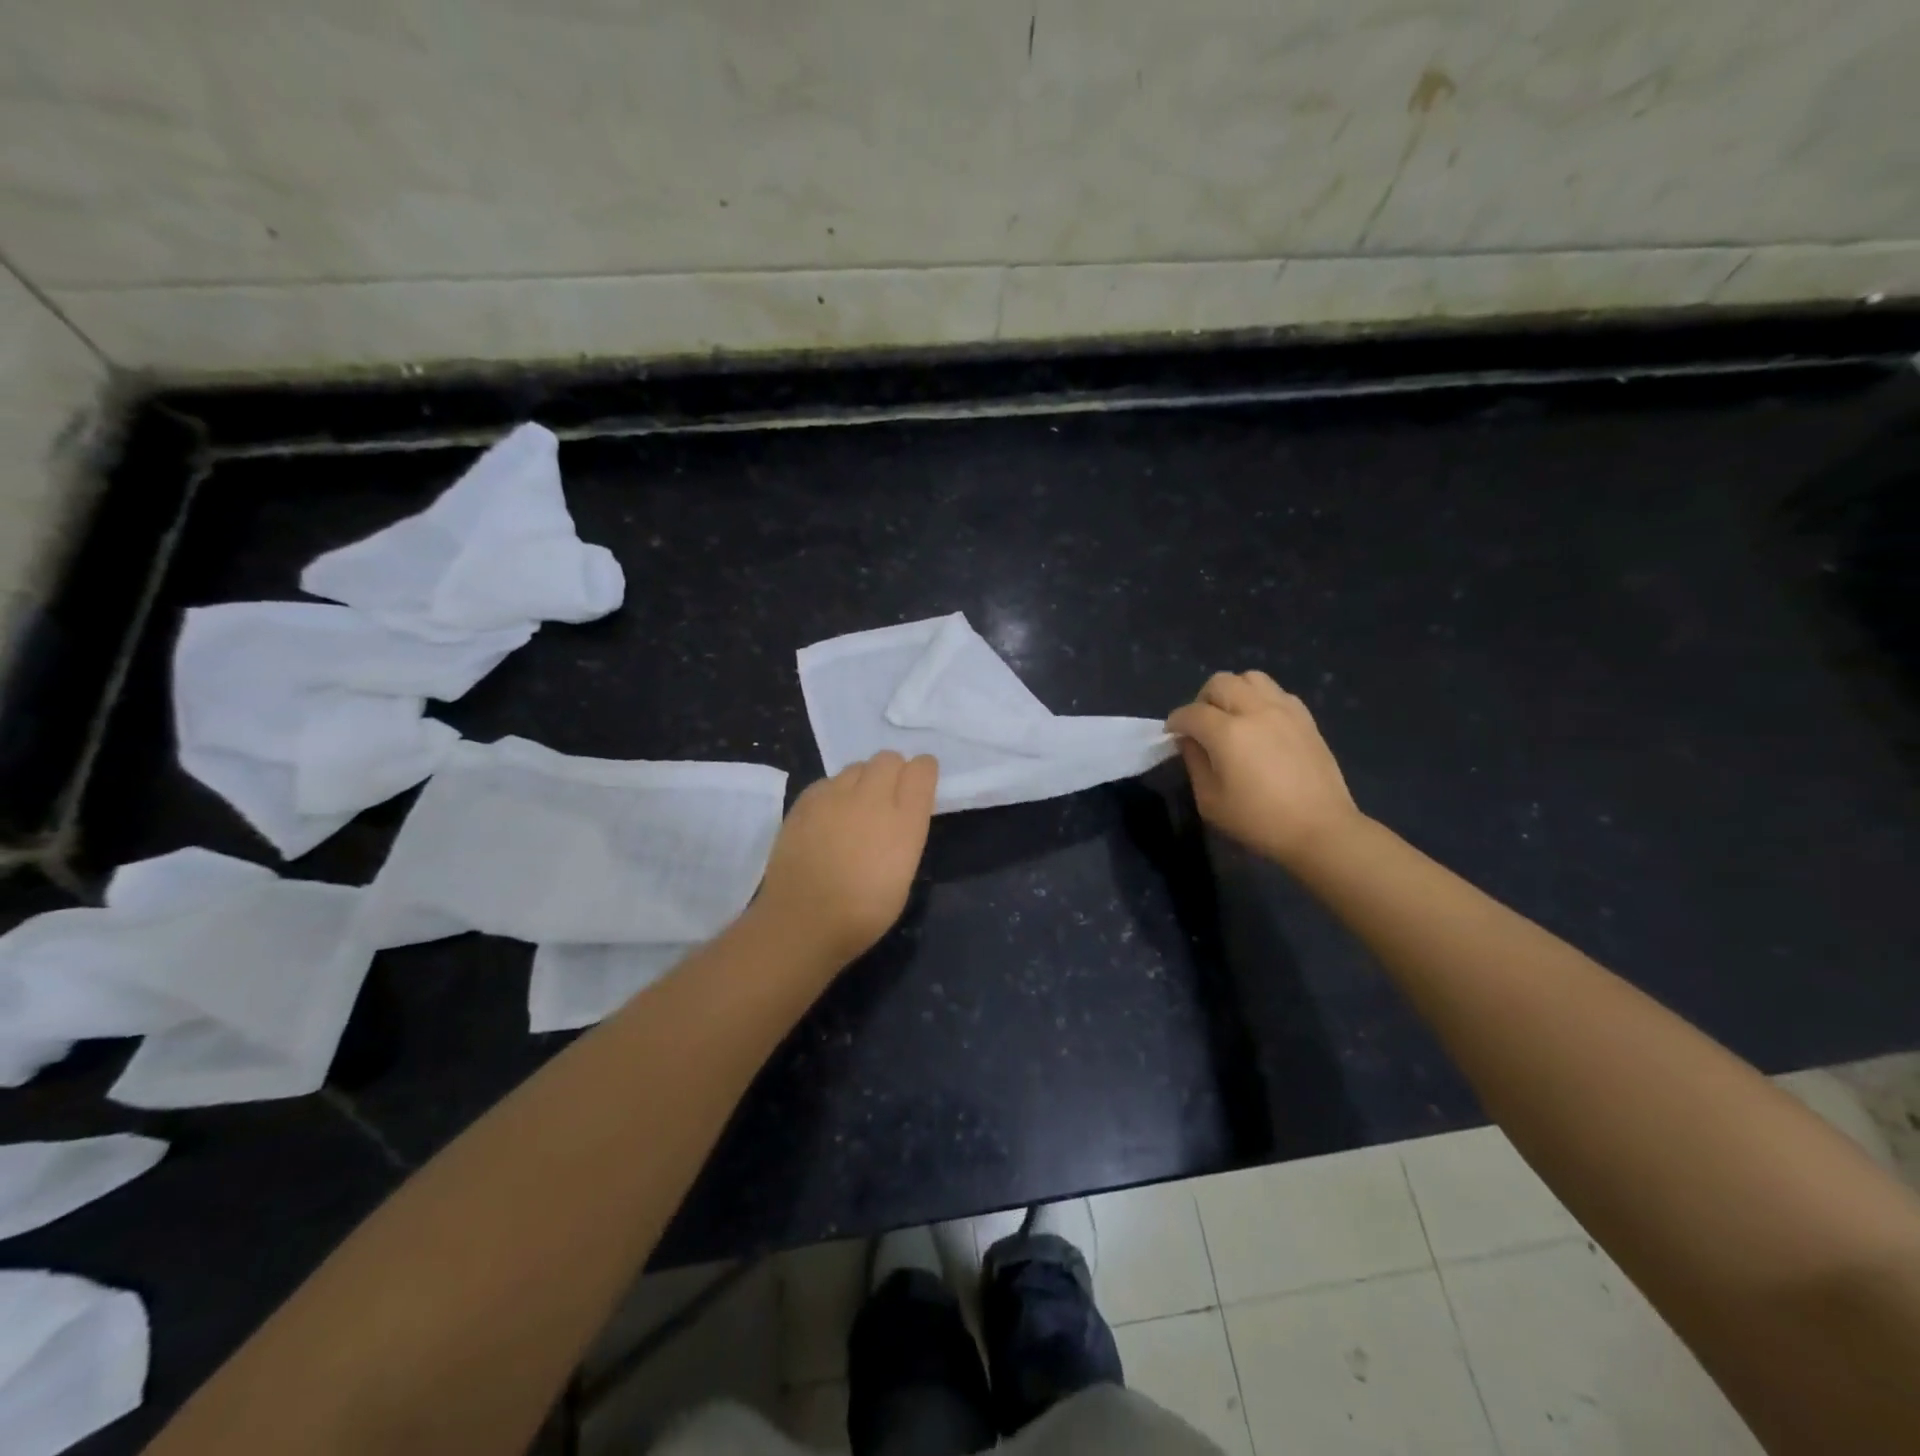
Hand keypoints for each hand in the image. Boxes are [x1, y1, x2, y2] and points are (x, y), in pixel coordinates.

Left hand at [752, 751, 938, 964]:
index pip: (922, 769)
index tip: (919, 785)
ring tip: (855, 809)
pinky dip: (834, 793)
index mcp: (904, 821)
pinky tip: (828, 818)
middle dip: (893, 771)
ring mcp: (835, 796)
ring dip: (863, 780)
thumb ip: (905, 834)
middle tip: (887, 798)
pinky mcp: (806, 801)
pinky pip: (828, 781)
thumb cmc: (863, 913)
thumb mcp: (903, 874)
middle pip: (889, 758)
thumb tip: (898, 817)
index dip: (923, 772)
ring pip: (857, 766)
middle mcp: (872, 798)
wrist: (803, 920)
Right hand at [1166, 671, 1361, 869]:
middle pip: (1220, 683)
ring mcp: (1284, 710)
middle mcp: (1255, 711)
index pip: (1191, 713)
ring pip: (1250, 678)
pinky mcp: (1305, 717)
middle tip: (1201, 725)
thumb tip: (1190, 741)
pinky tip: (1260, 724)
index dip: (1175, 722)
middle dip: (1202, 700)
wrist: (1320, 829)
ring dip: (1233, 692)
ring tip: (1232, 716)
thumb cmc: (1259, 821)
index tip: (1172, 735)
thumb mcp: (1210, 801)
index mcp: (1227, 733)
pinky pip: (1276, 692)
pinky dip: (1260, 699)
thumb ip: (1194, 763)